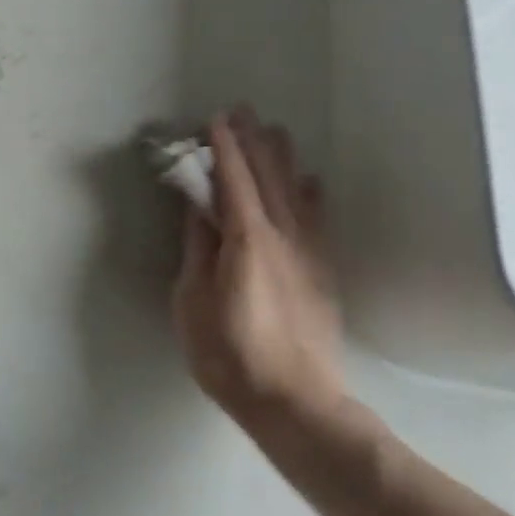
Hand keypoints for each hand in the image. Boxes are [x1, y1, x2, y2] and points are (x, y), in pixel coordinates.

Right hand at [171, 108, 346, 439]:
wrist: (295, 404)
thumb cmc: (229, 354)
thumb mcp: (193, 300)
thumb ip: (198, 248)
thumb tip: (198, 207)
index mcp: (247, 240)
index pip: (233, 181)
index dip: (225, 148)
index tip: (215, 119)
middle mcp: (282, 237)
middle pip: (268, 178)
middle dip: (254, 142)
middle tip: (244, 111)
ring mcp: (307, 255)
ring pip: (295, 193)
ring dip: (283, 159)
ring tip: (276, 132)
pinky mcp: (321, 274)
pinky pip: (317, 220)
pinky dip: (311, 194)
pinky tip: (311, 182)